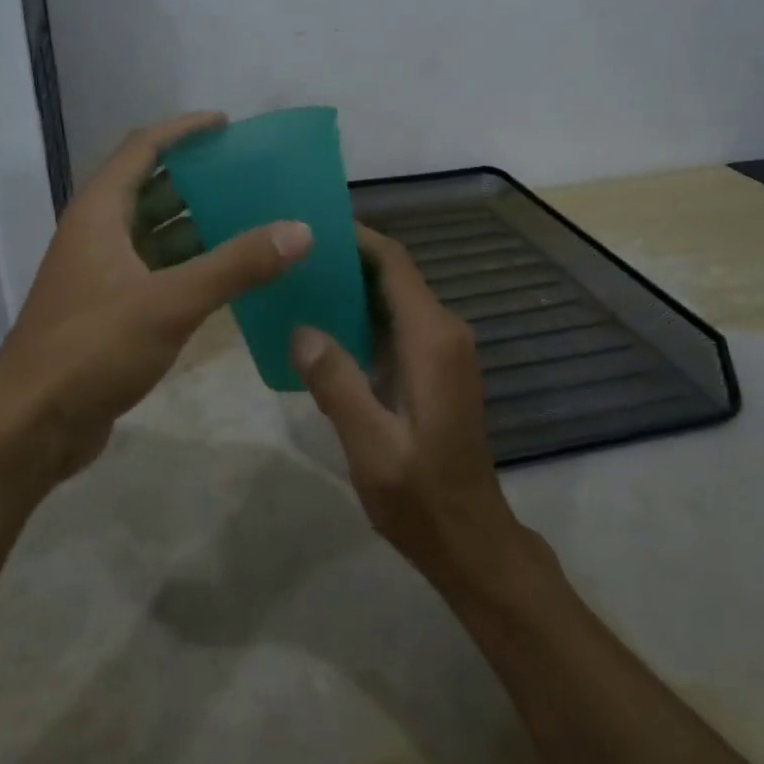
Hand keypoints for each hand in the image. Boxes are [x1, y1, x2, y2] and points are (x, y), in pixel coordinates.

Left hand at [0, 112, 312, 483]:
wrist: (32, 425)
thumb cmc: (92, 348)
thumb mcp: (169, 303)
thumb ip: (235, 266)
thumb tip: (299, 230)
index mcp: (99, 214)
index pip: (142, 149)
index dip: (182, 131)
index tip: (227, 124)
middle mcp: (97, 236)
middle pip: (150, 189)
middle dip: (198, 179)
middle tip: (251, 177)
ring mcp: (101, 276)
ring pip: (155, 235)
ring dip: (198, 226)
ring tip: (253, 221)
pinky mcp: (110, 312)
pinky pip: (157, 273)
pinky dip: (190, 268)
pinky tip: (228, 277)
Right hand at [290, 225, 521, 580]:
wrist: (470, 538)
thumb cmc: (421, 495)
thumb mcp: (371, 445)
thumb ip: (337, 383)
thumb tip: (302, 330)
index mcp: (432, 340)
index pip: (394, 264)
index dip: (356, 238)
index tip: (312, 225)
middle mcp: (444, 334)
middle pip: (394, 276)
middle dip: (347, 260)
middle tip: (293, 256)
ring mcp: (444, 353)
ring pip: (395, 301)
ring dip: (353, 289)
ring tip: (300, 285)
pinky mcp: (437, 371)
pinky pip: (397, 327)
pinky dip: (363, 318)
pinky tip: (324, 331)